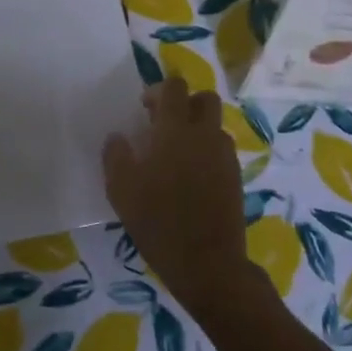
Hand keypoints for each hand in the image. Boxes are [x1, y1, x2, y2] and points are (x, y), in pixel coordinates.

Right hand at [102, 77, 252, 316]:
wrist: (207, 263)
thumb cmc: (158, 221)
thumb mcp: (121, 190)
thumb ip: (115, 156)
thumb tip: (118, 138)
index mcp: (175, 130)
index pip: (174, 88)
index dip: (159, 90)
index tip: (145, 109)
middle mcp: (204, 135)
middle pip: (204, 98)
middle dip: (186, 103)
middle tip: (165, 125)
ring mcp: (224, 156)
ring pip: (215, 125)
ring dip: (198, 128)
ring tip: (178, 153)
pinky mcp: (235, 176)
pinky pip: (222, 150)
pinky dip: (208, 151)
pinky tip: (192, 176)